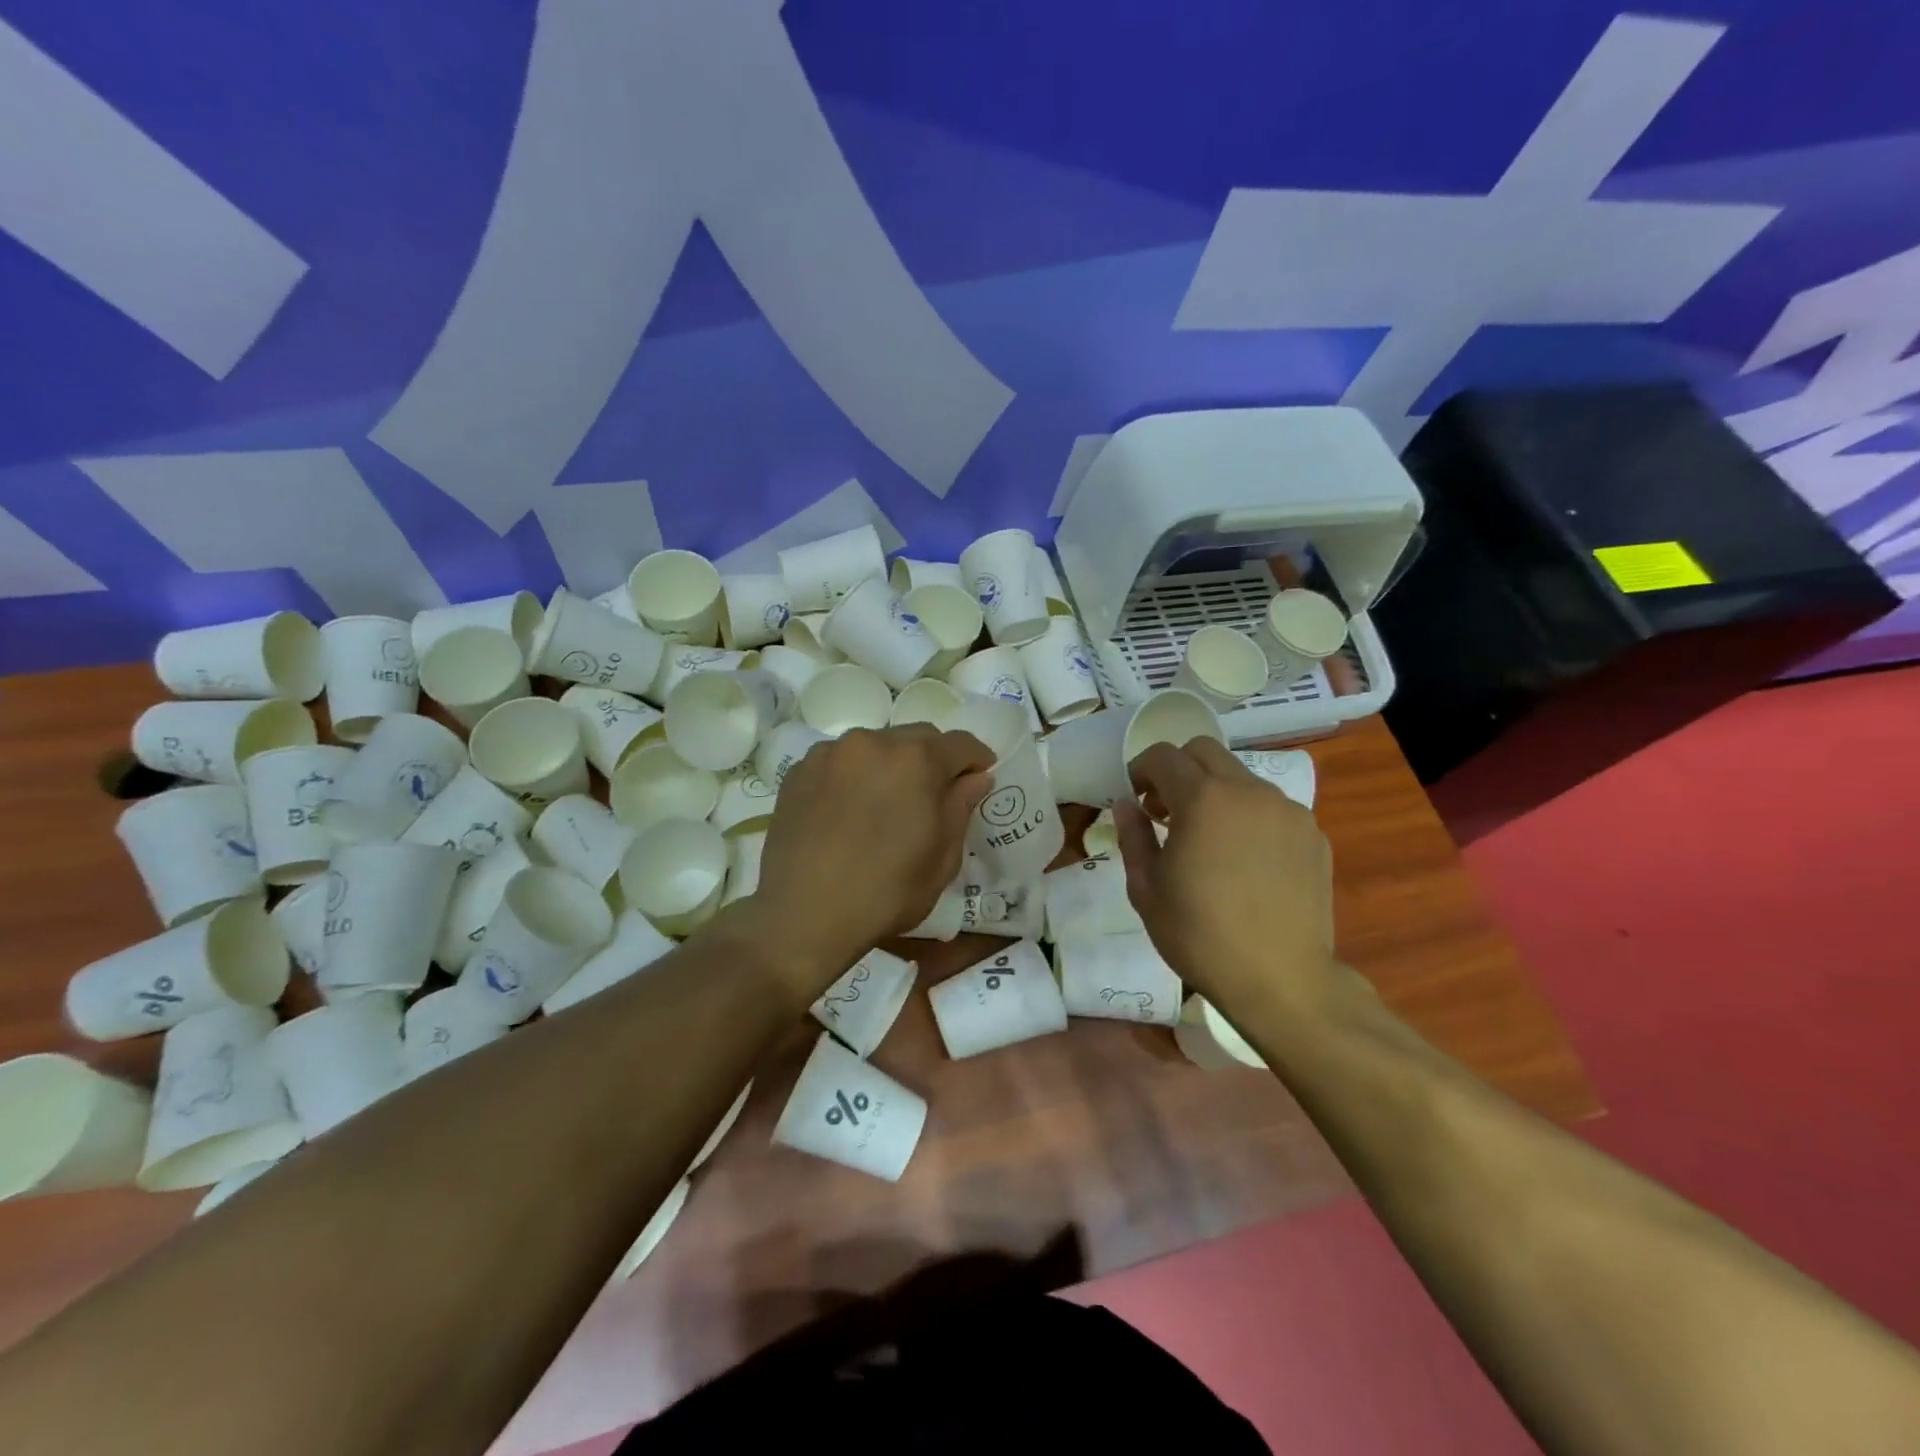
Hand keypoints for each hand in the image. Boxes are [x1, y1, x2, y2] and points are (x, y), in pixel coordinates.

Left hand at [741, 725, 992, 996]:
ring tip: (887, 802)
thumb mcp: (942, 859)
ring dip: (891, 764)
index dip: (976, 758)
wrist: (803, 915)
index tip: (981, 775)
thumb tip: (976, 778)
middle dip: (933, 759)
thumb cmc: (886, 892)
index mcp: (916, 760)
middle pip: (917, 737)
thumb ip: (961, 808)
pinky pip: (840, 761)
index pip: (960, 743)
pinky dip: (854, 774)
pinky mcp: (799, 770)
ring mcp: (830, 753)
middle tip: (935, 793)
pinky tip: (850, 808)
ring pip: (875, 745)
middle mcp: (872, 742)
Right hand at [1116, 738, 1334, 1020]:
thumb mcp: (1146, 889)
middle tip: (1164, 811)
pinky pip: (1271, 807)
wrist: (1281, 981)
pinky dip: (1247, 816)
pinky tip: (1244, 860)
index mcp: (1203, 799)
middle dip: (1177, 770)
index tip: (1133, 798)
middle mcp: (1249, 791)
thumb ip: (1133, 836)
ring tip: (1207, 839)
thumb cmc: (1199, 936)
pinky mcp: (1313, 834)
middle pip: (1205, 751)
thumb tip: (1126, 804)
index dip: (1139, 770)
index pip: (1163, 756)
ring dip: (1214, 792)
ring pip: (1240, 777)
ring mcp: (1287, 811)